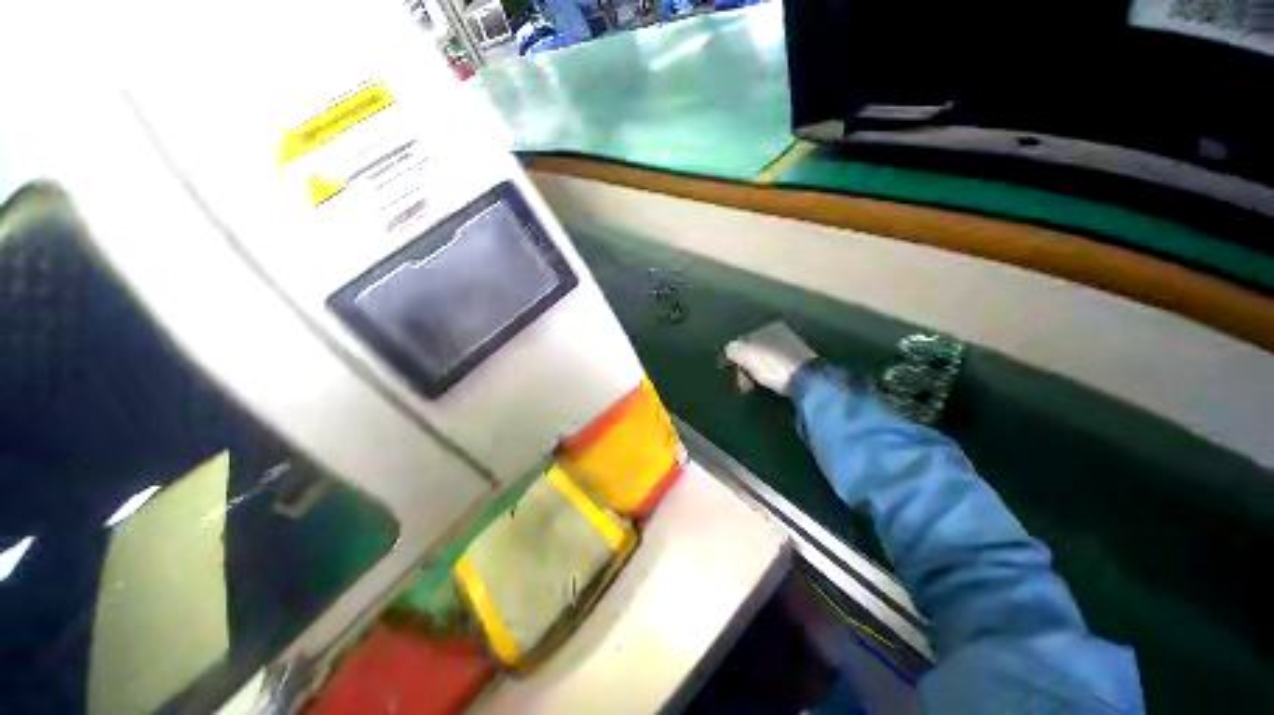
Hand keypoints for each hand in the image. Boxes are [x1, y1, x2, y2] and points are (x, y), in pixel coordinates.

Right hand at [725, 322, 818, 395]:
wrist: (810, 382)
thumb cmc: (775, 366)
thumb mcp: (748, 356)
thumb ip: (734, 350)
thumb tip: (729, 349)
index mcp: (770, 327)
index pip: (744, 341)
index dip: (736, 358)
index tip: (734, 373)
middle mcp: (782, 333)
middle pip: (755, 351)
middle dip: (747, 367)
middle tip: (745, 385)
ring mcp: (793, 348)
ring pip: (766, 359)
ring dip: (758, 372)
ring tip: (756, 386)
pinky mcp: (801, 363)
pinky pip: (777, 367)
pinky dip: (770, 375)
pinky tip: (771, 383)